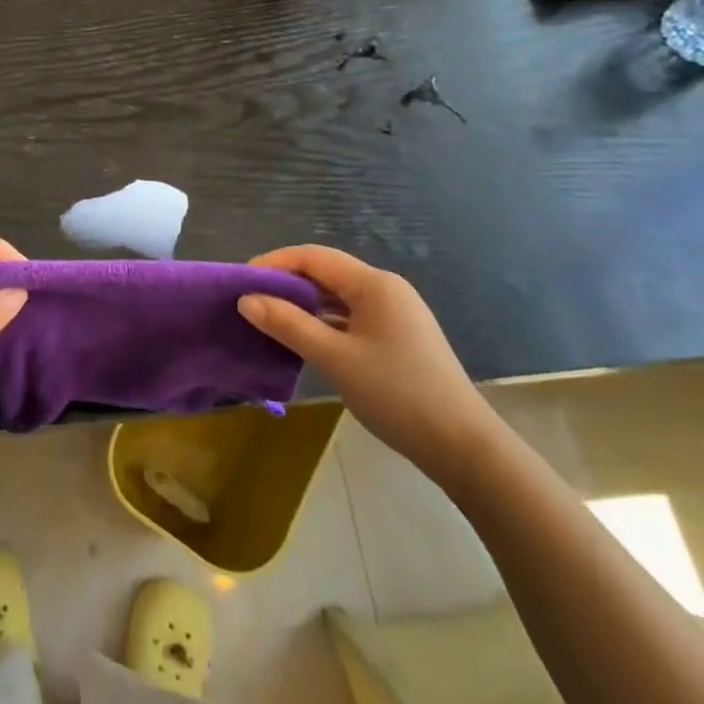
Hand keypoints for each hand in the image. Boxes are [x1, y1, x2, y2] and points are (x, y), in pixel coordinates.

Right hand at [238, 246, 497, 478]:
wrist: (463, 446)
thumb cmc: (397, 393)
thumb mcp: (335, 358)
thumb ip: (288, 324)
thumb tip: (246, 300)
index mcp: (374, 284)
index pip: (313, 257)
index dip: (274, 263)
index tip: (240, 282)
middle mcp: (385, 290)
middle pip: (325, 274)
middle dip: (286, 284)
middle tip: (249, 303)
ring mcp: (394, 315)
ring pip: (337, 298)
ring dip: (303, 305)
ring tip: (268, 321)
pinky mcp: (397, 338)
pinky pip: (350, 318)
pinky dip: (323, 324)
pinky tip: (304, 341)